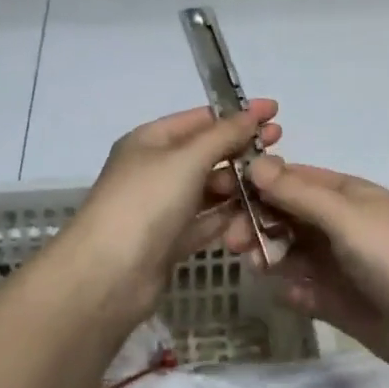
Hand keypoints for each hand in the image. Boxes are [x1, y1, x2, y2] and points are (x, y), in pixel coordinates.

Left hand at [51, 102, 282, 324]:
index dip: (237, 114)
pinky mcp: (170, 241)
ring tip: (272, 185)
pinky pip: (206, 221)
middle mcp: (155, 169)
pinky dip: (229, 217)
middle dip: (241, 150)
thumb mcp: (187, 159)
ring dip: (238, 185)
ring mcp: (162, 207)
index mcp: (150, 140)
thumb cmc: (146, 202)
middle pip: (206, 153)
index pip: (200, 118)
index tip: (275, 112)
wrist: (109, 275)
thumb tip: (253, 113)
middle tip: (280, 149)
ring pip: (209, 189)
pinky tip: (257, 214)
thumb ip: (224, 135)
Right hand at [223, 156, 388, 387]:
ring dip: (270, 254)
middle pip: (285, 215)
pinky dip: (292, 290)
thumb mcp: (346, 217)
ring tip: (256, 265)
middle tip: (233, 241)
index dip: (256, 183)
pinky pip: (303, 289)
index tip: (218, 193)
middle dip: (257, 221)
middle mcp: (339, 225)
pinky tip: (289, 295)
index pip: (291, 179)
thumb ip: (298, 193)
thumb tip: (255, 163)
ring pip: (290, 252)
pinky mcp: (340, 303)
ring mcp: (339, 265)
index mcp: (346, 195)